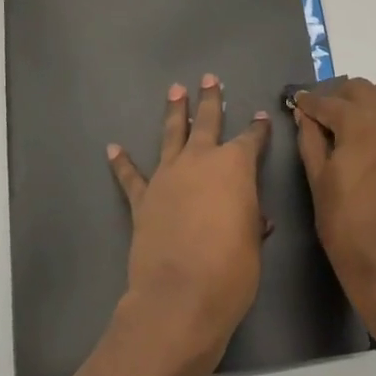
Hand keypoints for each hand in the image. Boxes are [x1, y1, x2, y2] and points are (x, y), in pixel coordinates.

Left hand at [107, 76, 271, 375]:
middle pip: (206, 122)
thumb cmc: (231, 271)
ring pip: (171, 136)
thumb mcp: (253, 244)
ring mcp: (168, 177)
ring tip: (174, 91)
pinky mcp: (143, 199)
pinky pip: (131, 176)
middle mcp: (200, 161)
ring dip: (173, 113)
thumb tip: (254, 216)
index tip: (261, 117)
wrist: (180, 296)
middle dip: (209, 100)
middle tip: (209, 78)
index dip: (258, 129)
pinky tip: (113, 147)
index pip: (250, 140)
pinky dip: (122, 162)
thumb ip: (251, 221)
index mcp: (235, 167)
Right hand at [294, 77, 375, 330]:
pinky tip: (363, 139)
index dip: (308, 101)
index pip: (329, 101)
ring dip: (361, 102)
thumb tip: (304, 114)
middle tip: (316, 111)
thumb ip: (310, 140)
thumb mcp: (318, 181)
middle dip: (337, 94)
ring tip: (339, 122)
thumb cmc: (347, 225)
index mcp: (361, 124)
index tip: (294, 102)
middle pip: (362, 89)